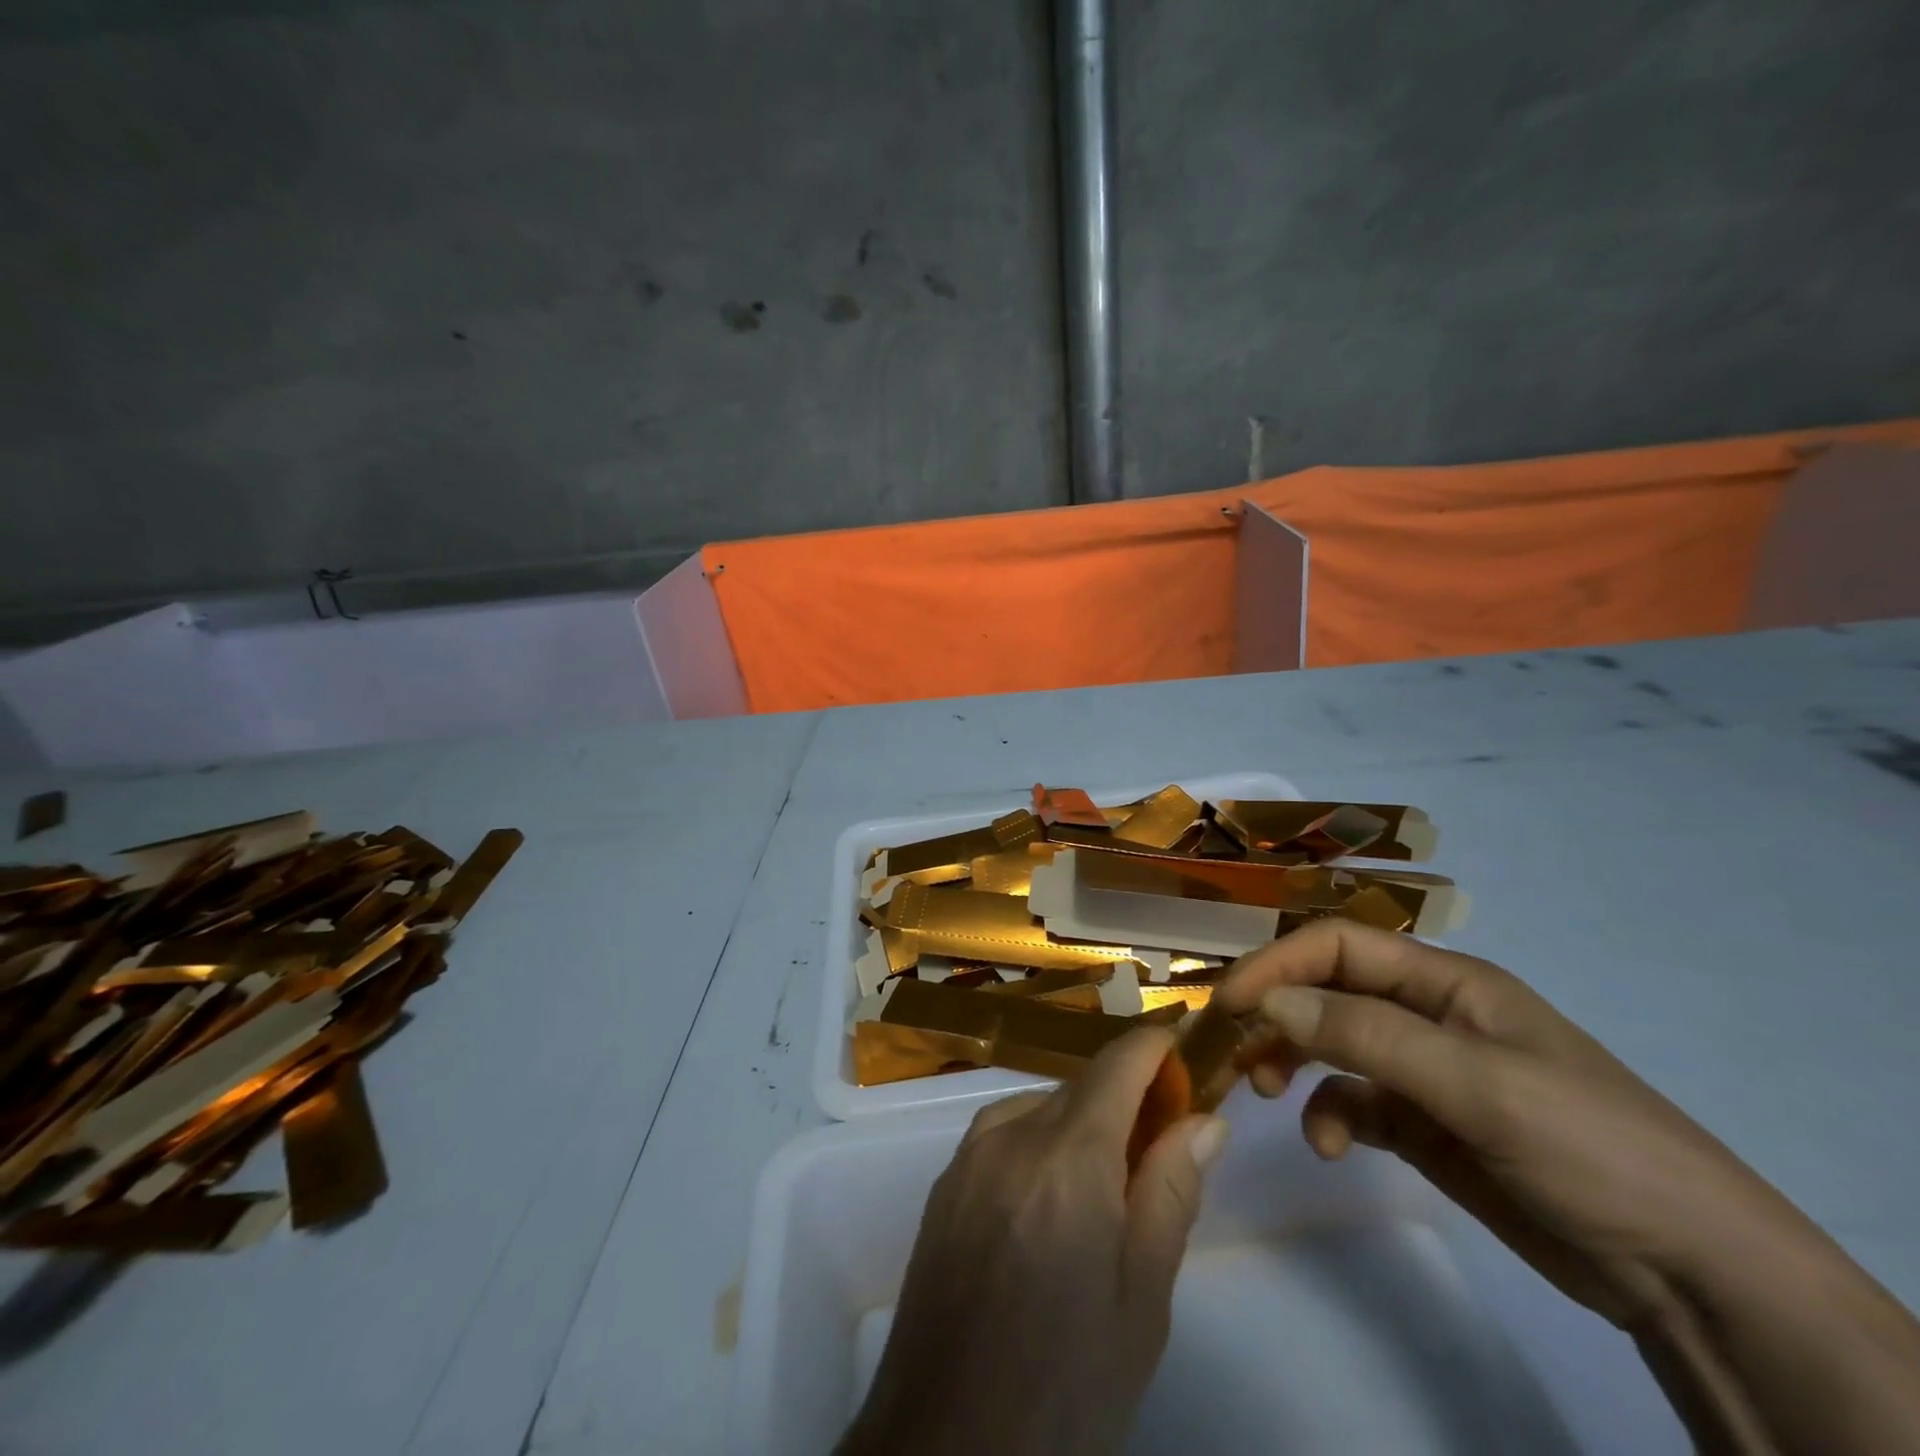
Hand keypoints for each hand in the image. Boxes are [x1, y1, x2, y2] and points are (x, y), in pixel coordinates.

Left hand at [840, 1028, 1228, 1455]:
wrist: (948, 1444)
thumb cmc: (1068, 1384)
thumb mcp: (1142, 1299)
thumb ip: (1171, 1191)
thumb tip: (1204, 1117)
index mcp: (1067, 1158)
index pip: (1116, 1065)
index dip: (1153, 1046)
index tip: (1185, 1047)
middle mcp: (1010, 1135)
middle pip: (1079, 1087)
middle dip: (1125, 1096)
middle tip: (1163, 1141)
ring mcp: (969, 1155)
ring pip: (1040, 1107)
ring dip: (1080, 1122)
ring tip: (1107, 1187)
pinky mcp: (944, 1182)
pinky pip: (1004, 1134)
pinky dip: (1040, 1142)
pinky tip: (1051, 1202)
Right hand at [1215, 918, 1813, 1330]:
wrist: (1690, 1273)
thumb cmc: (1587, 1146)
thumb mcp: (1476, 1084)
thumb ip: (1366, 1036)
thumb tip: (1267, 1002)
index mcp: (1446, 982)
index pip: (1340, 946)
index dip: (1279, 963)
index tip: (1231, 1002)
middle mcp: (1428, 1015)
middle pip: (1328, 991)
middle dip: (1279, 1012)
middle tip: (1235, 1048)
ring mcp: (1425, 1071)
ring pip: (1332, 1045)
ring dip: (1294, 1062)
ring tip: (1268, 1093)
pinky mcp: (1424, 1125)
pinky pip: (1354, 1102)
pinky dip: (1330, 1115)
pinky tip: (1331, 1146)